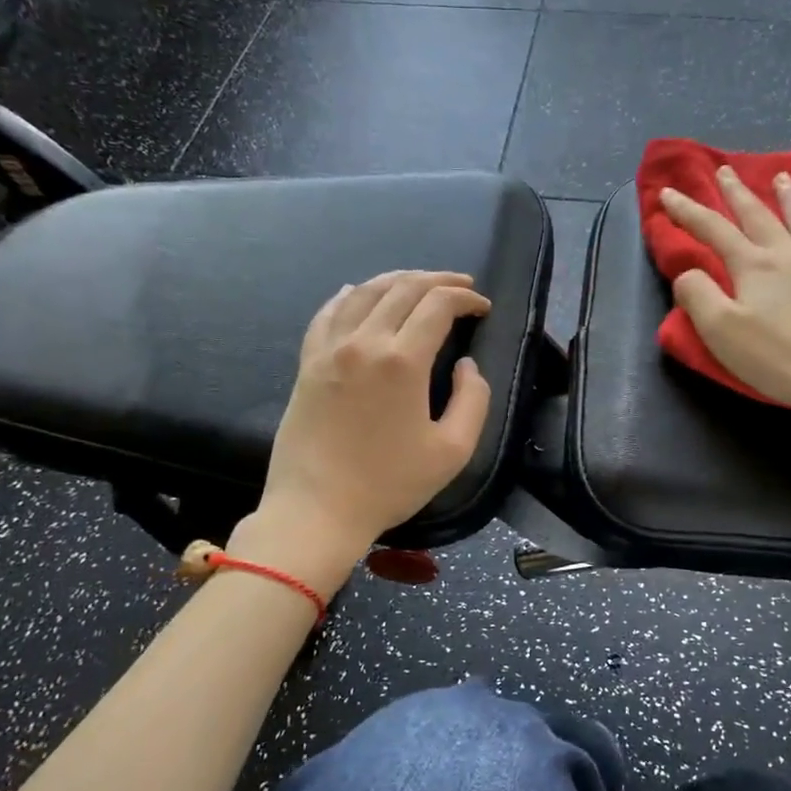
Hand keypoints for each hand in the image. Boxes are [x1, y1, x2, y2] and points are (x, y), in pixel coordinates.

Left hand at [256, 271, 492, 557]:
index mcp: (402, 361)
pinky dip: (349, 295)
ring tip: (419, 283)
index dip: (466, 299)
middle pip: (403, 288)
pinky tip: (357, 292)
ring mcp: (329, 349)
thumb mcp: (452, 451)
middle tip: (461, 287)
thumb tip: (465, 365)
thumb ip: (472, 399)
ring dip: (397, 280)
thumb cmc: (389, 484)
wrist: (317, 510)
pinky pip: (328, 313)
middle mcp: (363, 342)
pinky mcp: (308, 363)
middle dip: (438, 280)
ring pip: (364, 292)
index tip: (483, 307)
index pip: (438, 305)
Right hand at [661, 167, 790, 436]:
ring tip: (780, 176)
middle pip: (757, 215)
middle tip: (723, 170)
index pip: (712, 231)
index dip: (687, 211)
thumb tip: (688, 272)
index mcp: (752, 267)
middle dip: (735, 193)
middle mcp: (788, 253)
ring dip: (788, 195)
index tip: (668, 193)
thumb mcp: (722, 334)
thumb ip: (698, 297)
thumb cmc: (781, 360)